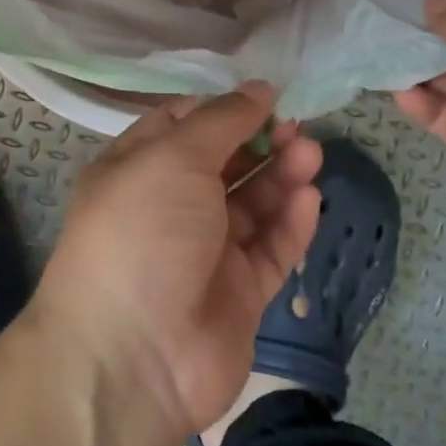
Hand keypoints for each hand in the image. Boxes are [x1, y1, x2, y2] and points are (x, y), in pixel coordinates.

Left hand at [36, 84, 322, 435]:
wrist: (133, 357)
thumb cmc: (143, 231)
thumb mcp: (174, 157)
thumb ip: (221, 120)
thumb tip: (258, 88)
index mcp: (138, 169)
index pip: (183, 125)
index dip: (223, 109)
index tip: (265, 98)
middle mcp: (169, 207)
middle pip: (224, 164)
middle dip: (261, 141)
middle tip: (297, 127)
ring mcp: (204, 253)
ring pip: (252, 205)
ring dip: (282, 177)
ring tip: (312, 154)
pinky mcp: (237, 294)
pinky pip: (270, 250)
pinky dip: (290, 224)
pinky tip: (310, 199)